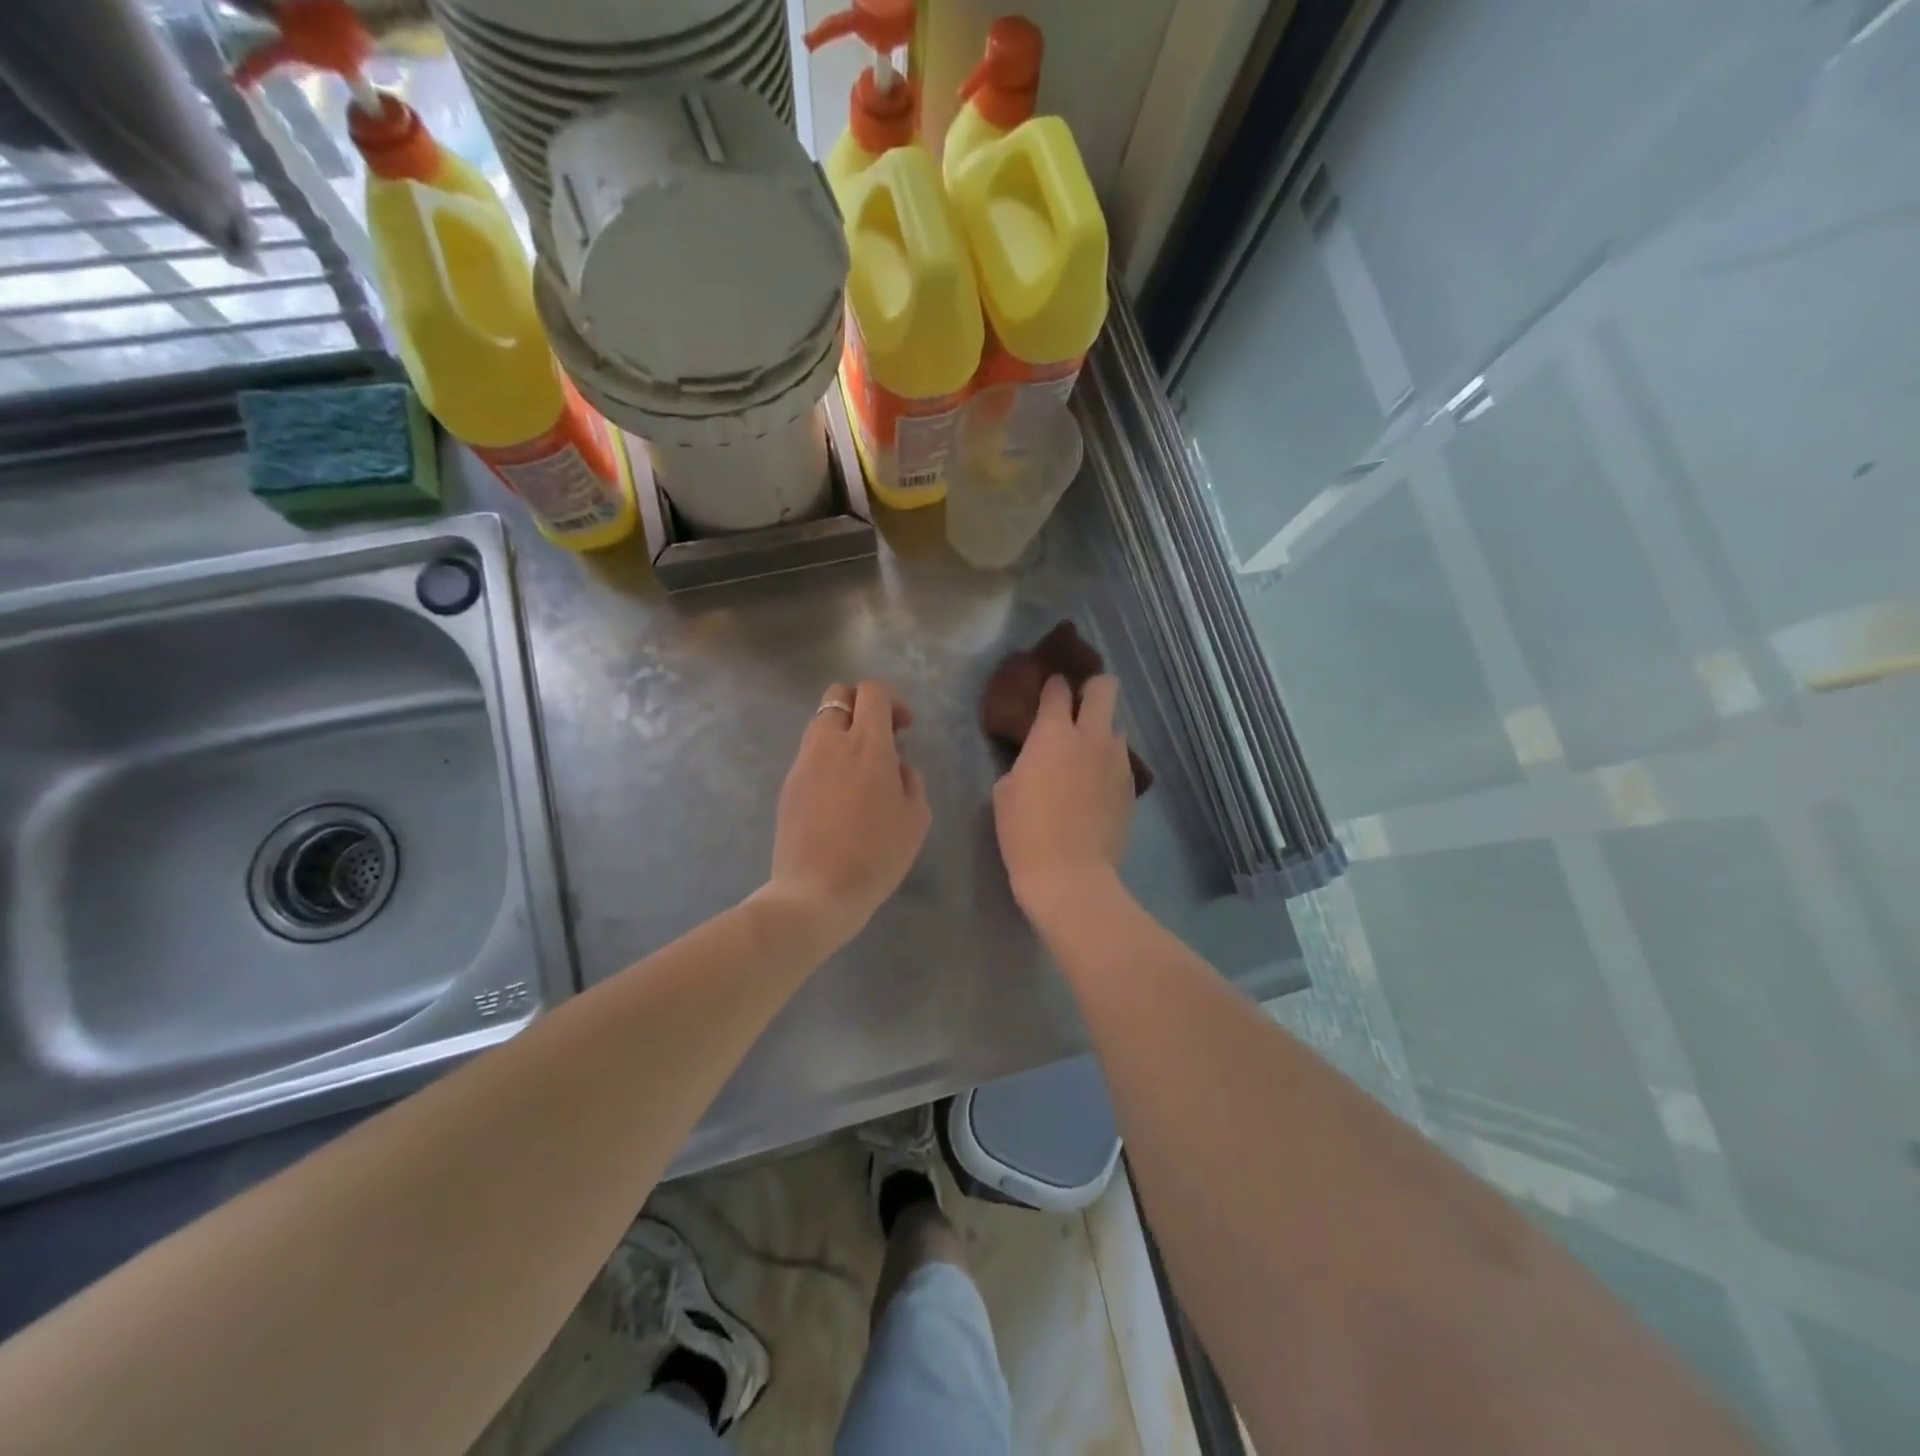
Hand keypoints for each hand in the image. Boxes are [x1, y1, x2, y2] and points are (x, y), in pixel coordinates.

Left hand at [766, 680, 930, 947]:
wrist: (816, 892)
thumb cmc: (876, 856)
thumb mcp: (915, 818)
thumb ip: (910, 779)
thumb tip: (896, 765)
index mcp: (868, 745)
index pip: (872, 692)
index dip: (892, 701)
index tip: (904, 728)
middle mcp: (830, 743)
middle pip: (838, 694)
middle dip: (861, 704)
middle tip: (880, 737)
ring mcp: (803, 762)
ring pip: (820, 722)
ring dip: (842, 730)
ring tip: (859, 767)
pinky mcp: (788, 784)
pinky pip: (810, 753)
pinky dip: (827, 757)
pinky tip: (839, 794)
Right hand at [993, 674, 1134, 917]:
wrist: (1070, 875)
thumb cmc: (1025, 832)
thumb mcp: (1005, 791)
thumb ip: (1026, 761)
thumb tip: (1038, 759)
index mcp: (1054, 734)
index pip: (1058, 689)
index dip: (1051, 685)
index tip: (1047, 690)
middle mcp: (1091, 738)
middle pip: (1105, 687)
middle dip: (1093, 688)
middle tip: (1078, 706)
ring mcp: (1117, 762)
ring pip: (1116, 728)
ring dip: (1101, 735)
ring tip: (1085, 759)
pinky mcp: (1131, 787)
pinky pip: (1120, 763)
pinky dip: (1108, 767)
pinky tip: (1094, 791)